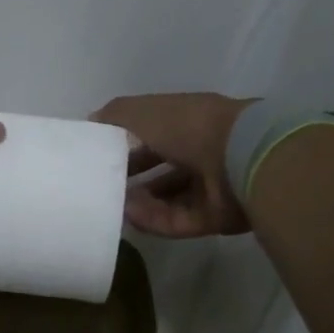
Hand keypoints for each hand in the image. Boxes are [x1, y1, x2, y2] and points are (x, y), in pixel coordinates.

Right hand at [90, 92, 255, 237]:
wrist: (241, 158)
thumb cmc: (190, 127)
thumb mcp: (143, 111)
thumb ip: (114, 115)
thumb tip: (91, 122)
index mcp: (188, 123)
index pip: (153, 134)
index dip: (126, 143)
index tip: (101, 155)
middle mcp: (201, 153)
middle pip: (161, 169)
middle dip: (132, 177)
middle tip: (104, 187)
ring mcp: (211, 187)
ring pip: (168, 198)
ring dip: (140, 202)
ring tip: (114, 206)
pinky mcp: (215, 218)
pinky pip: (178, 221)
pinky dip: (154, 219)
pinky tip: (132, 217)